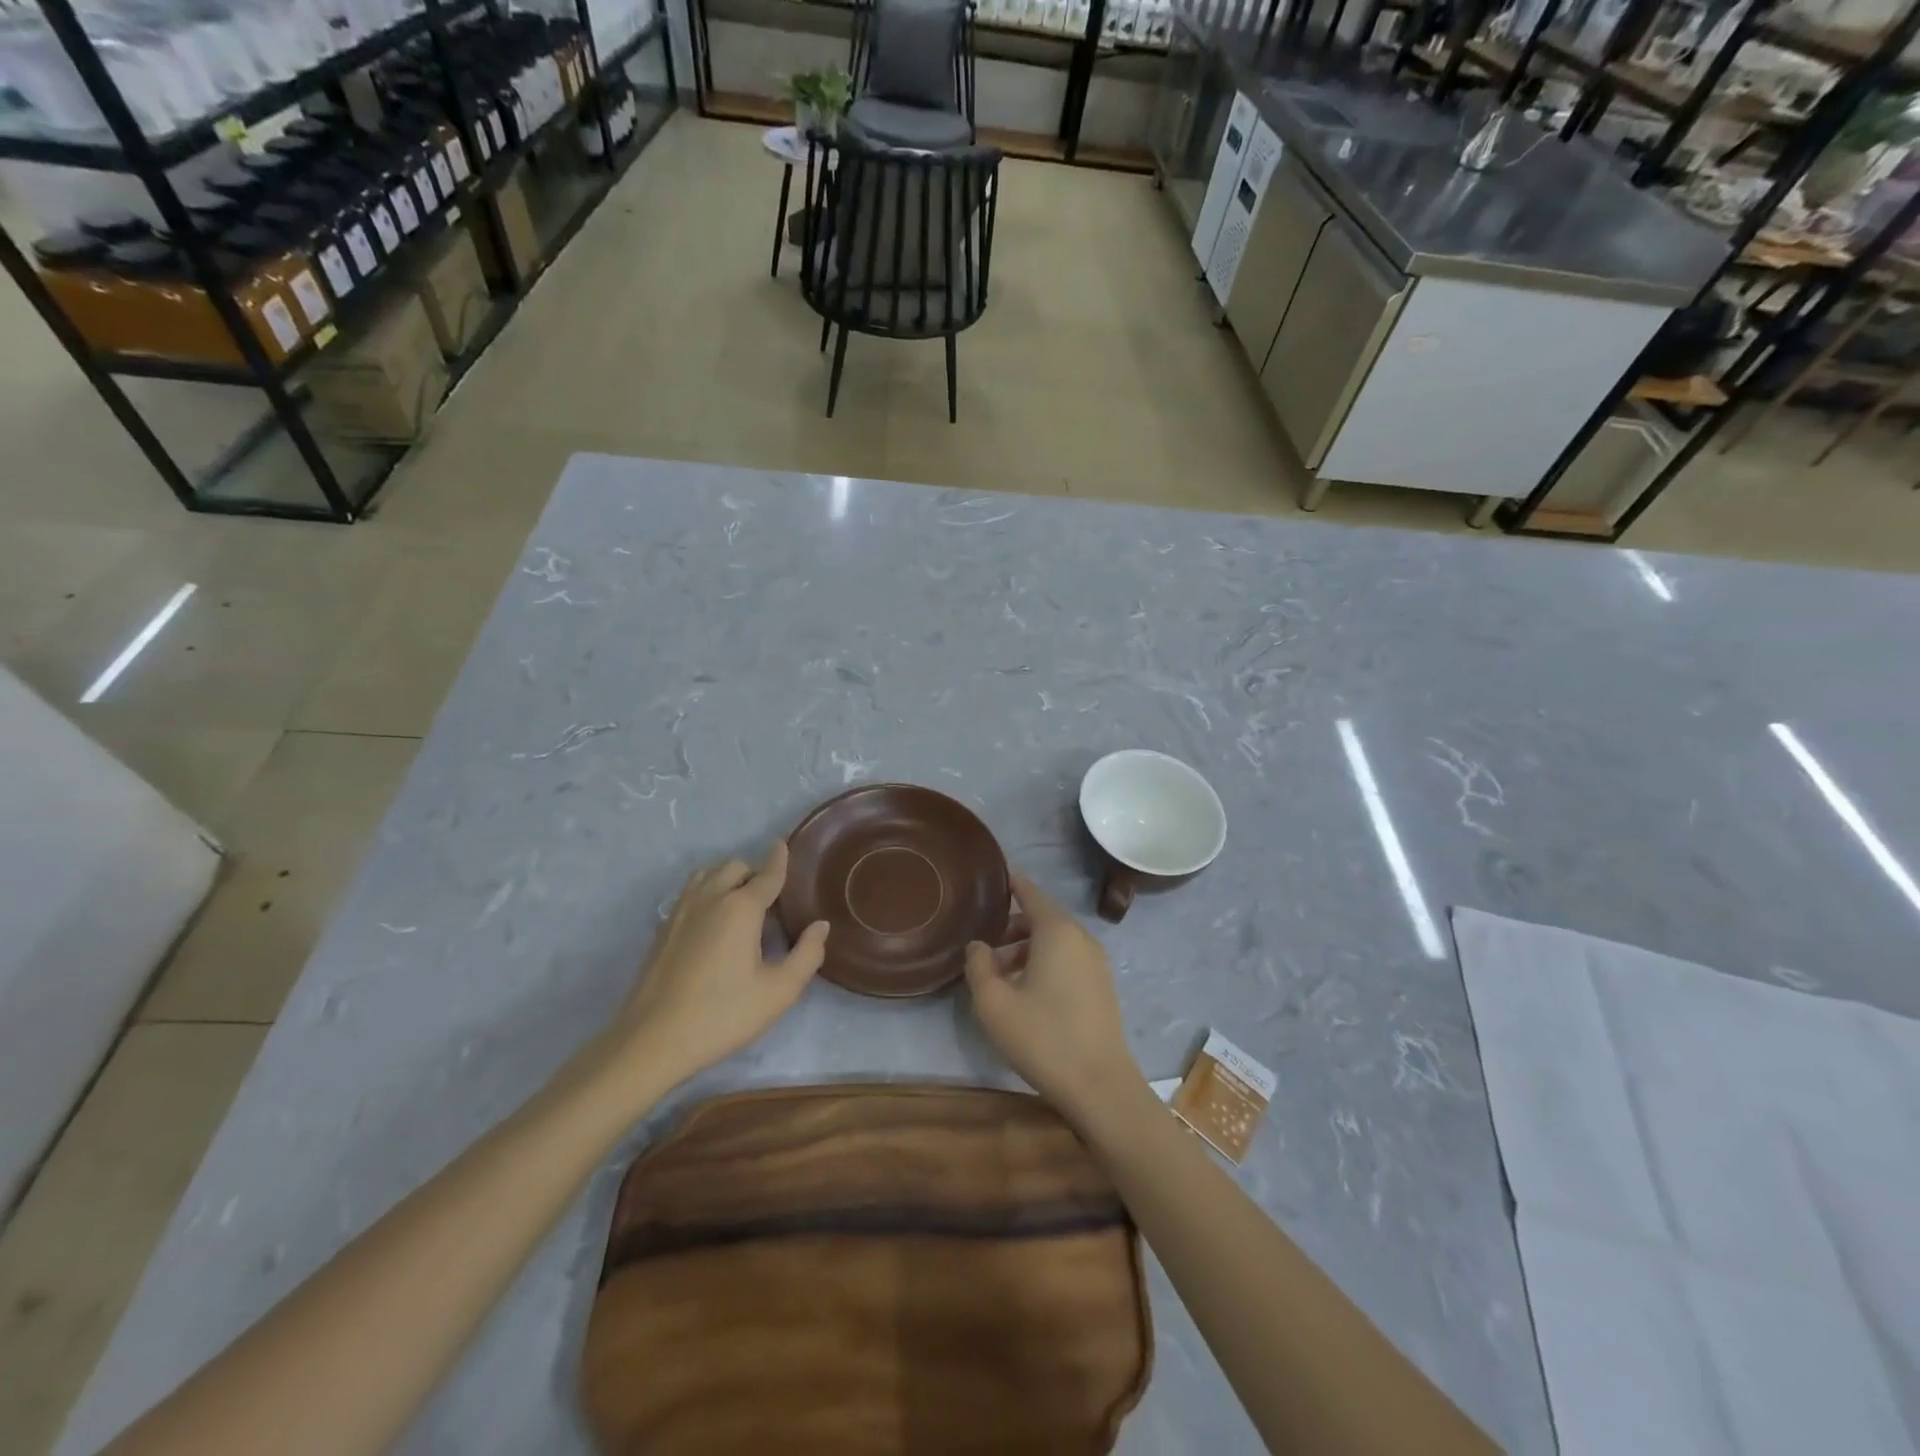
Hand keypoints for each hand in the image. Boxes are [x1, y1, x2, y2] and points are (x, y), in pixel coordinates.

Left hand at [607, 842, 828, 1089]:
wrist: (652, 1041)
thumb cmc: (722, 1015)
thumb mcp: (778, 992)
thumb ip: (807, 955)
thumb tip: (820, 926)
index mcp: (741, 908)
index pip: (767, 874)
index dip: (780, 859)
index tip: (784, 844)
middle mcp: (710, 898)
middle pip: (735, 867)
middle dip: (754, 873)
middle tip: (770, 900)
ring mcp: (681, 911)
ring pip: (707, 874)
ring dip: (726, 878)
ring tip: (740, 904)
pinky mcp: (662, 929)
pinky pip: (689, 892)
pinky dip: (706, 892)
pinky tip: (712, 922)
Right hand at [964, 869, 1140, 1118]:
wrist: (1100, 1085)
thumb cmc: (1042, 1037)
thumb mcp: (994, 1003)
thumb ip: (979, 966)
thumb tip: (979, 946)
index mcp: (1057, 931)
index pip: (1031, 893)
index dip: (1012, 883)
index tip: (995, 875)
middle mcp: (1081, 938)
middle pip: (1043, 918)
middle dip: (1013, 926)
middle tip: (985, 943)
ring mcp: (1097, 963)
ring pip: (1056, 942)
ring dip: (1027, 949)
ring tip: (999, 975)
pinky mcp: (1102, 987)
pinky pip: (1068, 960)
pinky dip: (1045, 963)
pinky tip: (1026, 993)